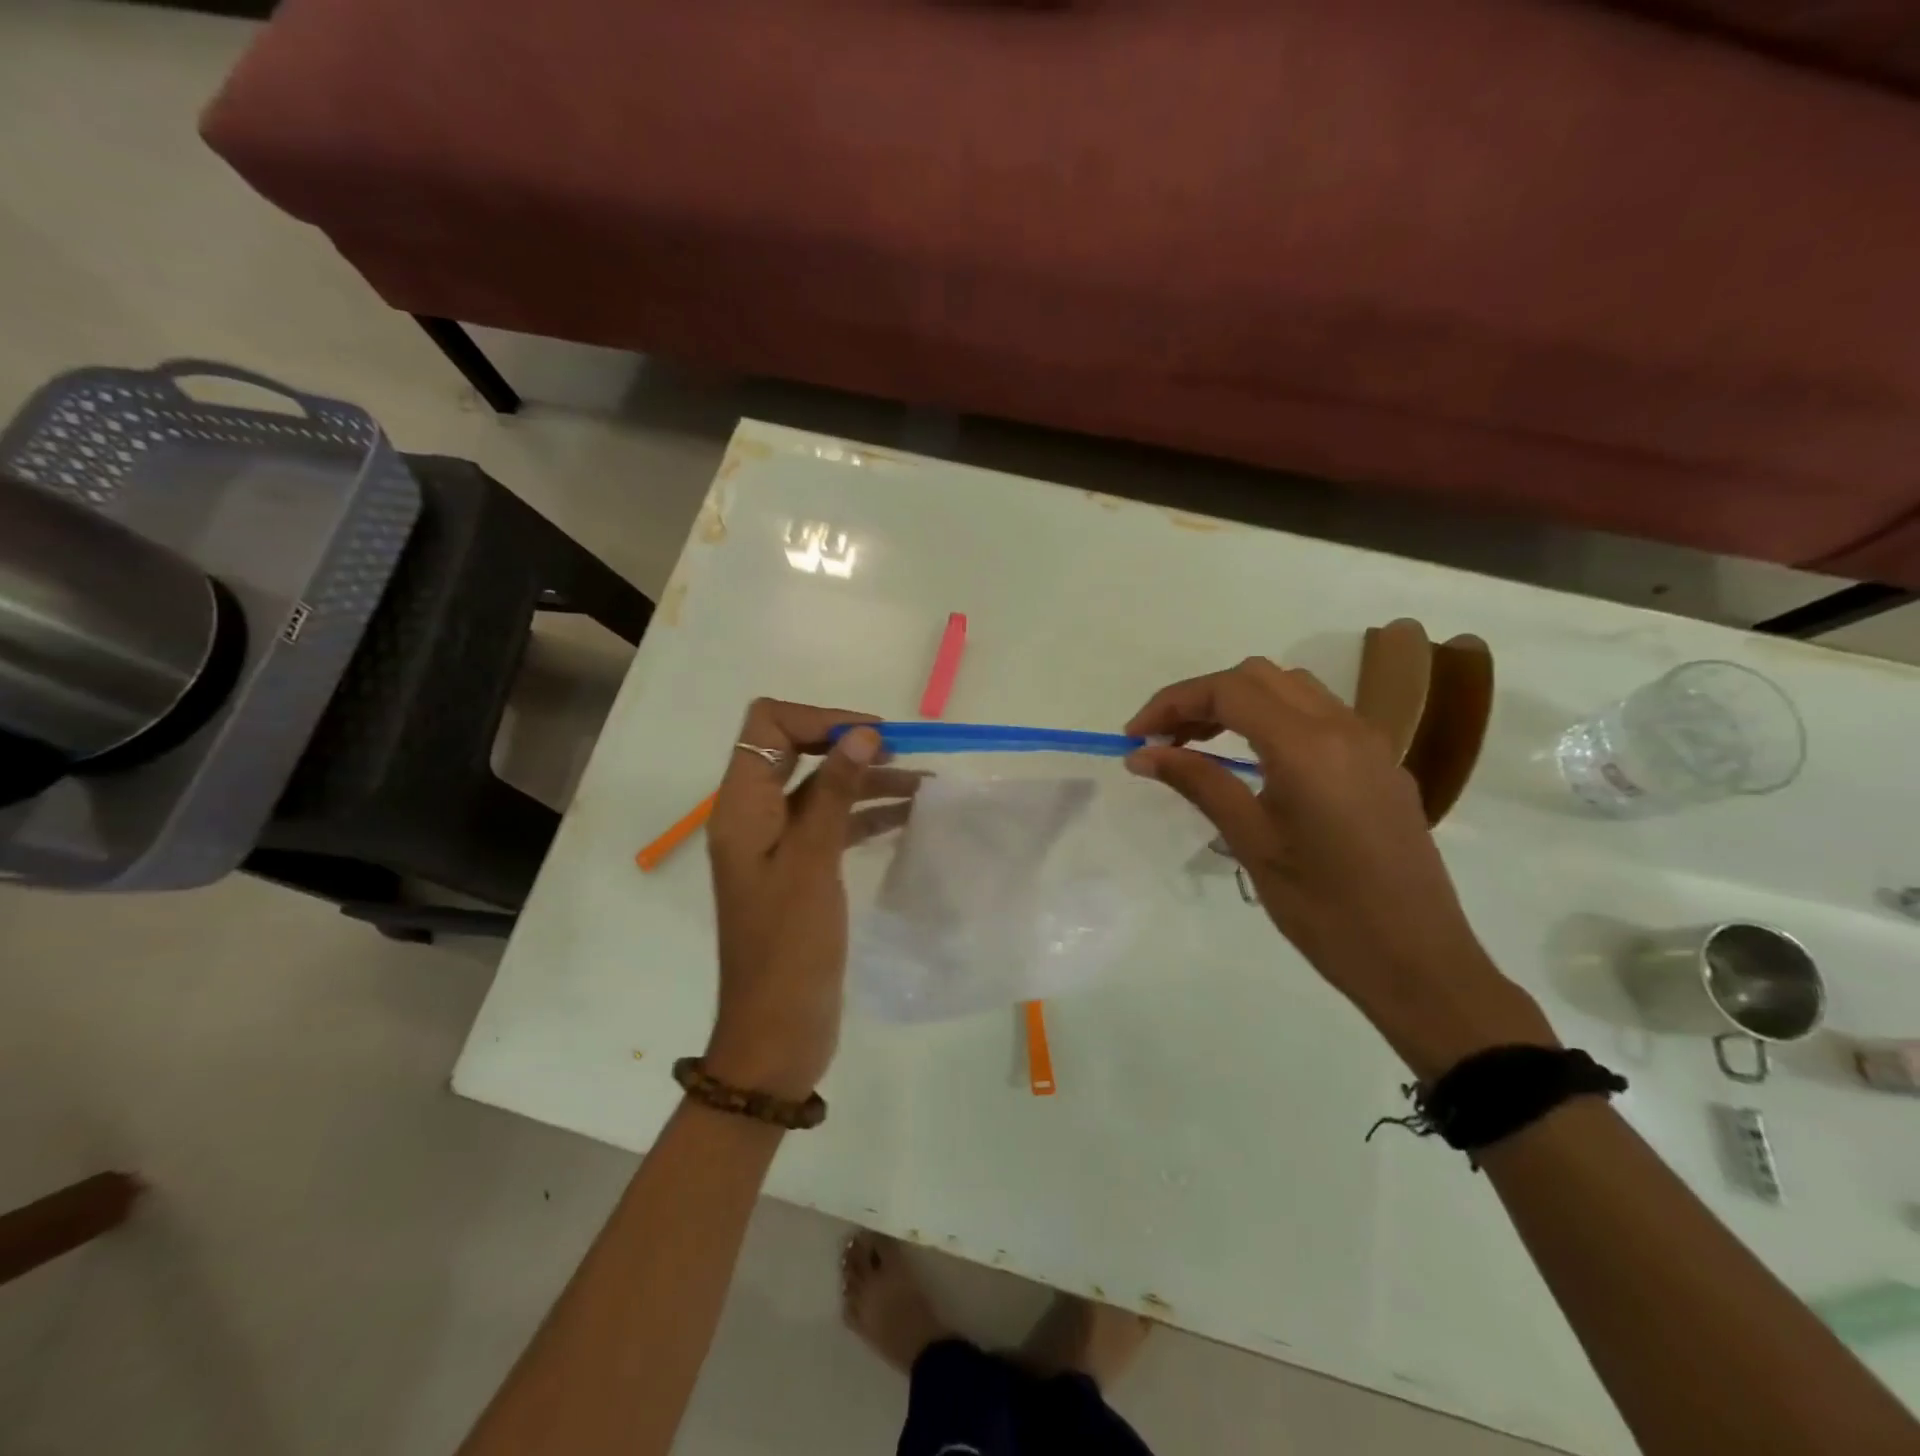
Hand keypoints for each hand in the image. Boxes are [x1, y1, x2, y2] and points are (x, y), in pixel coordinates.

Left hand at [703, 700, 912, 1099]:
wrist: (777, 1033)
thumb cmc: (790, 948)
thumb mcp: (813, 863)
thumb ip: (835, 793)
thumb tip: (861, 733)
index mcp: (741, 808)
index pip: (768, 727)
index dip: (818, 720)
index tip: (872, 736)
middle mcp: (755, 816)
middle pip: (797, 752)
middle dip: (849, 745)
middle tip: (903, 753)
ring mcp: (778, 844)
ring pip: (823, 788)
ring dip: (867, 779)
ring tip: (924, 783)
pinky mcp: (801, 869)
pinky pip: (834, 823)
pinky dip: (868, 813)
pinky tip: (910, 815)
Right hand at [1125, 658, 1553, 1077]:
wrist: (1419, 962)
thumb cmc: (1325, 909)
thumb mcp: (1252, 843)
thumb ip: (1198, 783)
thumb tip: (1143, 754)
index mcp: (1308, 746)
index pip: (1228, 691)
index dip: (1172, 702)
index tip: (1135, 736)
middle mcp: (1343, 727)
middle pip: (1259, 677)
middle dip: (1203, 697)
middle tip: (1164, 740)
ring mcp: (1370, 743)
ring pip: (1292, 690)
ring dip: (1240, 703)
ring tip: (1200, 745)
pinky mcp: (1382, 765)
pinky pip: (1320, 717)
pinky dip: (1275, 720)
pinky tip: (1255, 763)